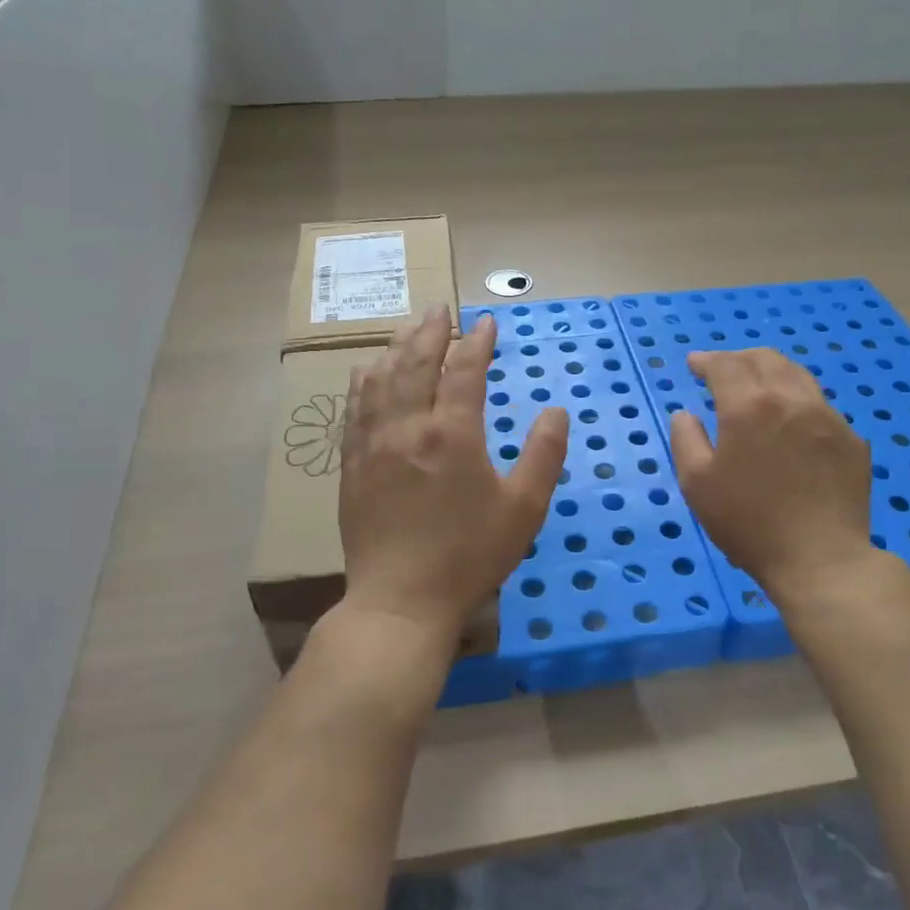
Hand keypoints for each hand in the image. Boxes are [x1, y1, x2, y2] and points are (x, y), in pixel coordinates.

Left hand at [339, 307, 568, 642]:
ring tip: (407, 328)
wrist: (401, 601)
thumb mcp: (524, 508)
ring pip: (381, 380)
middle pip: (416, 363)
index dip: (477, 342)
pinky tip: (367, 371)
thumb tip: (556, 410)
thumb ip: (544, 454)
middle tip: (440, 308)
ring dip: (396, 348)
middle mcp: (408, 427)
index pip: (465, 370)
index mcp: (452, 433)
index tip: (487, 323)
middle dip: (431, 331)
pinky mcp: (352, 465)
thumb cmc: (469, 555)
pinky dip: (364, 381)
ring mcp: (373, 444)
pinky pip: (355, 409)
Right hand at [669, 348, 879, 607]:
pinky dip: (797, 401)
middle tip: (722, 371)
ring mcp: (828, 417)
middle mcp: (791, 399)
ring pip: (798, 376)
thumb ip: (686, 440)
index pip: (725, 365)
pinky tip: (791, 424)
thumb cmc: (749, 523)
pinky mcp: (852, 440)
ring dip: (771, 372)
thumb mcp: (697, 484)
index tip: (694, 365)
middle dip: (738, 358)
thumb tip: (686, 414)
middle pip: (765, 359)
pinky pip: (820, 406)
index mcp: (749, 406)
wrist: (821, 559)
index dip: (706, 360)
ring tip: (758, 387)